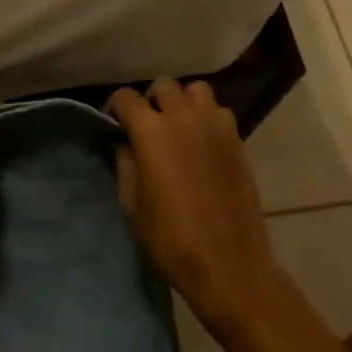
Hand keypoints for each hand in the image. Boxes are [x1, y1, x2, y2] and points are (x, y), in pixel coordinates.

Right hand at [109, 79, 281, 332]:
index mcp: (151, 132)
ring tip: (179, 126)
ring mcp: (215, 126)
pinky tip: (202, 142)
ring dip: (183, 102)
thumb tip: (125, 143)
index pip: (126, 97)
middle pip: (163, 85)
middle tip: (148, 125)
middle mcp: (183, 118)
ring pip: (196, 90)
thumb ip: (125, 164)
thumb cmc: (171, 239)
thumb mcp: (132, 204)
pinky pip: (219, 112)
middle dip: (150, 100)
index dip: (115, 107)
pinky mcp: (237, 140)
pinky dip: (207, 117)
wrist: (228, 265)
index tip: (113, 124)